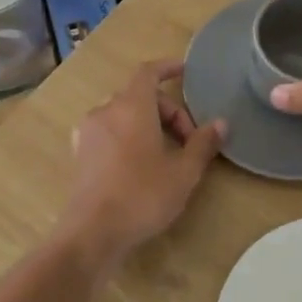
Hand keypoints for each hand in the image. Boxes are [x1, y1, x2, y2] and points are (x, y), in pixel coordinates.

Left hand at [60, 59, 226, 264]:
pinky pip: (109, 132)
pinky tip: (140, 165)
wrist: (92, 233)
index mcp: (131, 106)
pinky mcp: (80, 154)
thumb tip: (220, 123)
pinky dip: (128, 136)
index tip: (186, 72)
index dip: (168, 68)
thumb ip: (202, 144)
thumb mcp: (183, 172)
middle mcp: (105, 111)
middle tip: (188, 140)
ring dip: (147, 125)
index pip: (149, 72)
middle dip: (167, 112)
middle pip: (139, 96)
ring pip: (123, 115)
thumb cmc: (142, 196)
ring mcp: (88, 132)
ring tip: (166, 154)